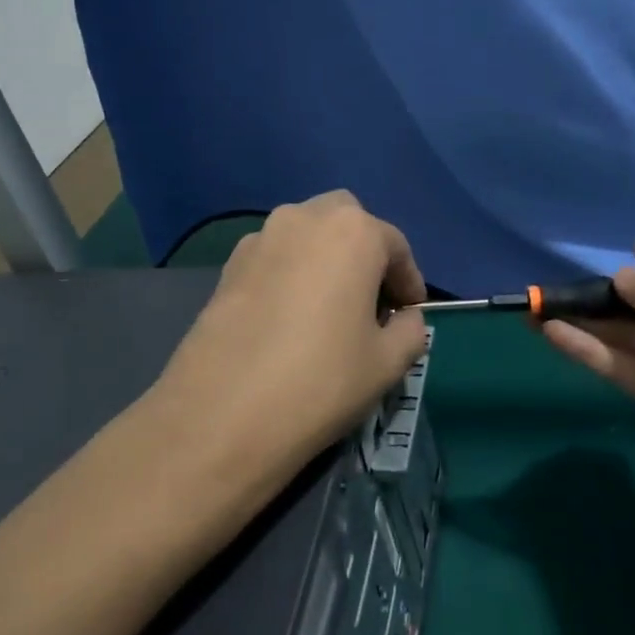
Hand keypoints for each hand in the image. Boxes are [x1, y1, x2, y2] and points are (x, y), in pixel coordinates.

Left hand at [153, 192, 429, 484]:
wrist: (223, 415)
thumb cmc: (322, 381)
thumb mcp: (389, 363)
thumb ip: (410, 330)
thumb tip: (404, 319)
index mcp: (353, 231)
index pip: (395, 245)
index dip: (409, 280)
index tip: (411, 312)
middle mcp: (304, 218)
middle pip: (346, 222)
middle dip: (364, 252)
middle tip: (371, 300)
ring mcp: (259, 239)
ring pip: (305, 235)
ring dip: (325, 260)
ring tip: (329, 309)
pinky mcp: (227, 267)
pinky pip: (274, 258)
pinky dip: (291, 274)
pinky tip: (290, 319)